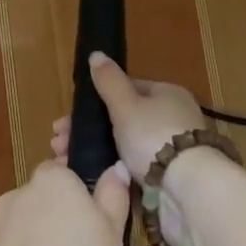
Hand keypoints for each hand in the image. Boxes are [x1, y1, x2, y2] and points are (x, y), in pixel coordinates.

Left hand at [0, 160, 130, 245]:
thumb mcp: (113, 233)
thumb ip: (114, 196)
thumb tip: (115, 167)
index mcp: (52, 179)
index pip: (68, 172)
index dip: (87, 196)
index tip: (104, 224)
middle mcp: (21, 194)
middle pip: (55, 209)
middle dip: (79, 237)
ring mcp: (1, 228)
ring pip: (43, 242)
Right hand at [51, 53, 206, 185]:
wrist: (187, 191)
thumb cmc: (154, 137)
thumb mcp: (126, 104)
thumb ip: (109, 80)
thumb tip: (96, 53)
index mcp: (167, 95)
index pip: (128, 90)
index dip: (95, 102)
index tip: (68, 118)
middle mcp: (172, 119)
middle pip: (122, 120)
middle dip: (88, 131)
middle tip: (59, 144)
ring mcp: (170, 151)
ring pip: (123, 146)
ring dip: (94, 152)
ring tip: (66, 162)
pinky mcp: (167, 180)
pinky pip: (131, 170)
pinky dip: (110, 172)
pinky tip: (90, 178)